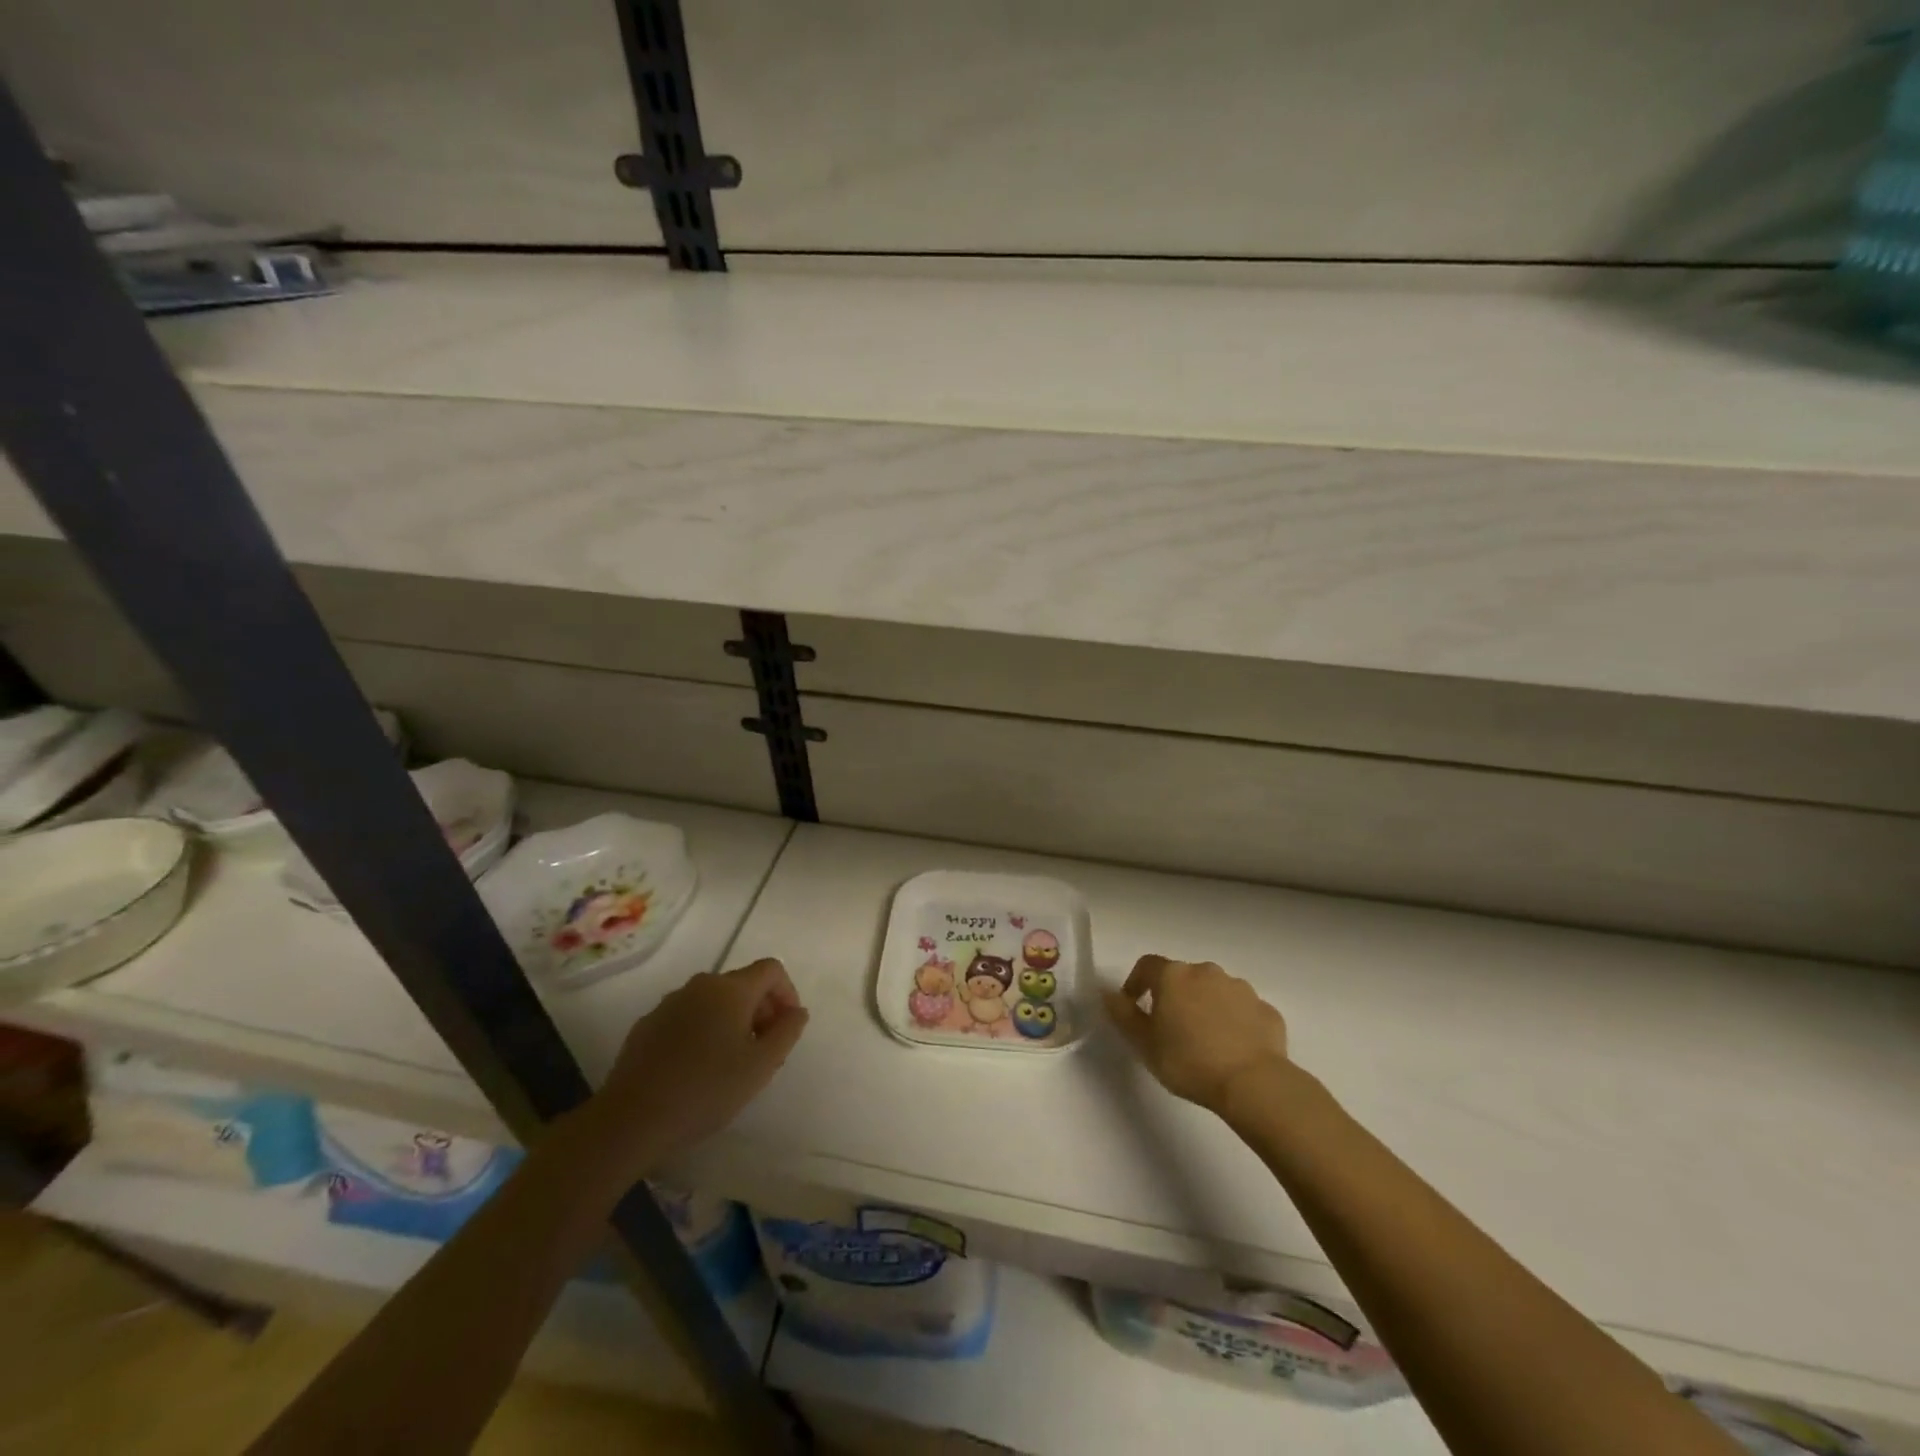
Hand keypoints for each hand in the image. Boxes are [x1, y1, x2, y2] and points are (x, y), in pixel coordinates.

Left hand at [586, 958, 808, 1175]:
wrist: (632, 1119)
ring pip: (713, 1001)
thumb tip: (796, 1011)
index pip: (771, 969)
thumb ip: (787, 1032)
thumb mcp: (761, 1066)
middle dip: (761, 1011)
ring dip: (731, 1022)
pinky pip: (687, 1017)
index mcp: (731, 989)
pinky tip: (696, 1069)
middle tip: (764, 1052)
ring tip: (731, 1063)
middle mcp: (701, 985)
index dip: (787, 993)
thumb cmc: (706, 1089)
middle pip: (742, 984)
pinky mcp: (647, 1025)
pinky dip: (702, 1032)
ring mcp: (670, 1003)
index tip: (786, 1029)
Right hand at [1104, 955, 1288, 1113]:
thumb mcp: (1144, 1043)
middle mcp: (1206, 972)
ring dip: (1205, 1007)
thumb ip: (1122, 1014)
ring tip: (1205, 1041)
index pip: (1146, 965)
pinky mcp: (1266, 1010)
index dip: (1136, 983)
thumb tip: (1107, 993)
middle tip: (1170, 1029)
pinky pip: (1242, 1010)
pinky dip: (1234, 1022)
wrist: (1252, 1083)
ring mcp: (1240, 988)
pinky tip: (1233, 1049)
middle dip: (1174, 996)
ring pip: (1214, 991)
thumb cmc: (1188, 1061)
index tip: (1134, 1006)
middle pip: (1182, 977)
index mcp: (1173, 976)